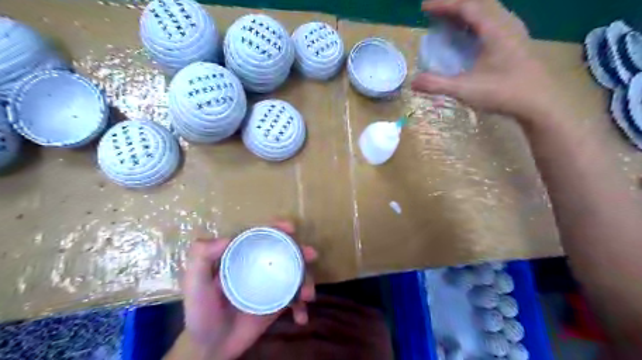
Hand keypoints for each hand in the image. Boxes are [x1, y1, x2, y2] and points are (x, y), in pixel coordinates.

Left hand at [182, 220, 315, 358]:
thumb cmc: (201, 313)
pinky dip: (301, 307)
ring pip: (294, 275)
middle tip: (311, 255)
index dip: (276, 229)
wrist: (210, 348)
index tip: (290, 228)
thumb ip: (200, 259)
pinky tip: (301, 317)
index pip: (261, 237)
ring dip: (307, 280)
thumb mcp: (194, 284)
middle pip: (284, 253)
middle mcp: (259, 268)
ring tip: (308, 295)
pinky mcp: (277, 304)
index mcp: (241, 258)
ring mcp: (270, 286)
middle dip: (301, 251)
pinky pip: (294, 300)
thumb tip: (227, 237)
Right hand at [412, 0, 563, 123]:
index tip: (424, 8)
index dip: (444, 4)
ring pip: (489, 11)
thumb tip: (413, 82)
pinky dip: (477, 22)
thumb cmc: (504, 93)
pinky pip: (495, 22)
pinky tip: (472, 36)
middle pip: (479, 3)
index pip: (467, 6)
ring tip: (450, 22)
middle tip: (435, 14)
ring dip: (467, 13)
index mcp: (495, 30)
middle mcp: (506, 24)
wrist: (540, 104)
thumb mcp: (466, 89)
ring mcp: (515, 33)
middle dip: (454, 6)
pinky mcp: (518, 43)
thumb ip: (437, 84)